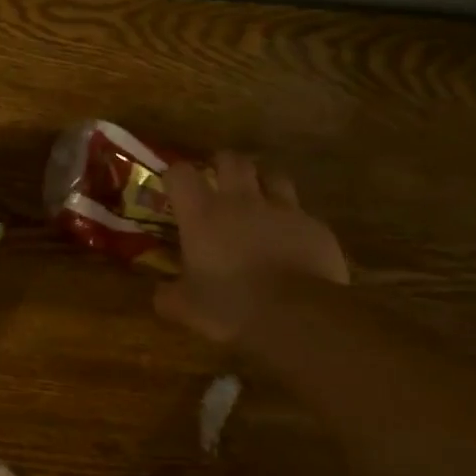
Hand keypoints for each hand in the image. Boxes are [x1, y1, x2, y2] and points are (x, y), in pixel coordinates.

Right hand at [155, 151, 348, 342]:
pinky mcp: (315, 227)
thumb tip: (160, 293)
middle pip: (231, 160)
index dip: (175, 176)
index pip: (181, 173)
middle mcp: (241, 201)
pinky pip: (302, 213)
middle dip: (222, 164)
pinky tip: (292, 241)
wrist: (296, 315)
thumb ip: (168, 295)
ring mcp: (283, 210)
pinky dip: (293, 222)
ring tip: (259, 199)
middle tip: (218, 180)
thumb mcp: (186, 308)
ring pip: (273, 176)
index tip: (174, 188)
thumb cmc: (230, 306)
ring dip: (263, 182)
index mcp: (202, 214)